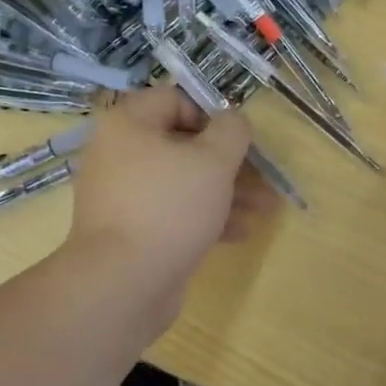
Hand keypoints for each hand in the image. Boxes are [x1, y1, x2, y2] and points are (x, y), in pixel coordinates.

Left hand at [68, 86, 277, 323]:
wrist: (122, 285)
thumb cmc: (169, 207)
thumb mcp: (213, 161)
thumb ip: (231, 131)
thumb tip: (233, 120)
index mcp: (129, 125)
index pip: (175, 100)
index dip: (213, 114)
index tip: (240, 138)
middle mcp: (119, 154)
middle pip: (183, 145)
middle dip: (229, 162)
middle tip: (263, 176)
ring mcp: (123, 195)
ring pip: (182, 181)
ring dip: (225, 191)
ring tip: (265, 209)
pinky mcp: (131, 230)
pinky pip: (172, 212)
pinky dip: (205, 216)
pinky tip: (241, 232)